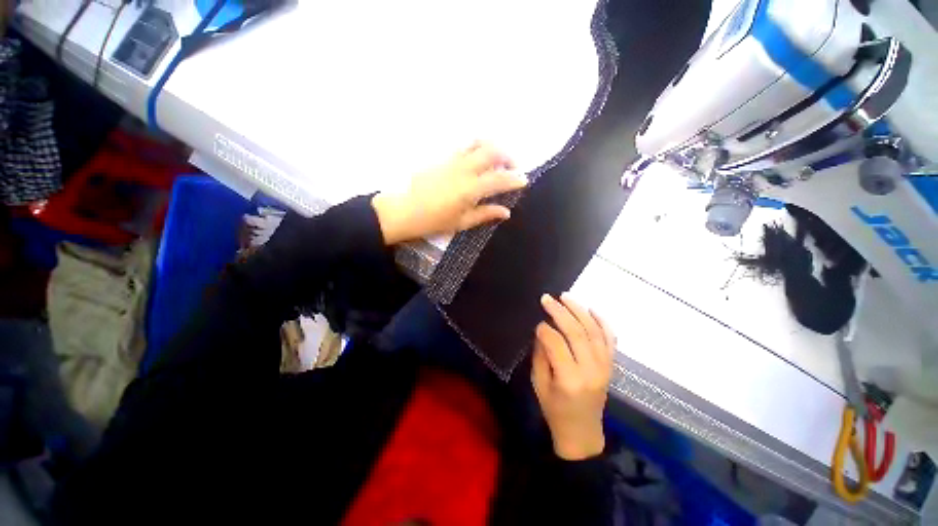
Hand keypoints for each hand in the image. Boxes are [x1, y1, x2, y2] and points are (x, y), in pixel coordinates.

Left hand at [371, 142, 527, 244]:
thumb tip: (506, 211)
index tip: (524, 180)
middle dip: (508, 157)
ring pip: (478, 143)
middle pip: (492, 152)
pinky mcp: (443, 158)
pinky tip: (477, 159)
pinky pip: (464, 146)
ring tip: (497, 159)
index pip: (499, 179)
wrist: (405, 210)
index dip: (515, 179)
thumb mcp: (462, 222)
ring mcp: (453, 160)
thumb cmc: (434, 220)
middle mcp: (464, 169)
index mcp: (470, 189)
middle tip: (513, 167)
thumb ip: (485, 214)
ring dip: (493, 148)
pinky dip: (477, 148)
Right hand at [531, 293, 614, 460]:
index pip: (556, 344)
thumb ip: (541, 355)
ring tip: (565, 296)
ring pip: (594, 331)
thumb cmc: (555, 410)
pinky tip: (592, 308)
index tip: (536, 322)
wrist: (582, 432)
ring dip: (579, 310)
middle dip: (560, 311)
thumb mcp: (539, 383)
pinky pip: (610, 338)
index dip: (545, 329)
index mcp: (569, 379)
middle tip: (547, 298)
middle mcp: (591, 370)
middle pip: (577, 332)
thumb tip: (542, 329)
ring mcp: (605, 367)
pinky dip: (603, 321)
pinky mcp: (611, 365)